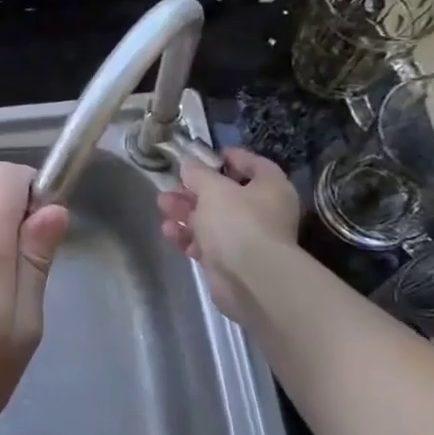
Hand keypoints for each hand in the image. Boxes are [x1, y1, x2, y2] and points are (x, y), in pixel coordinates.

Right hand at [156, 147, 300, 320]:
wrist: (250, 279)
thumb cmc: (238, 222)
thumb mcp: (213, 188)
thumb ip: (198, 173)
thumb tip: (189, 163)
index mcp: (271, 188)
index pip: (254, 164)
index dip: (231, 157)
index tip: (205, 155)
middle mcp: (263, 212)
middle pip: (225, 194)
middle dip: (194, 190)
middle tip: (171, 185)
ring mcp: (247, 239)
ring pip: (212, 219)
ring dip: (185, 212)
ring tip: (163, 206)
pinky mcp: (231, 262)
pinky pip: (206, 243)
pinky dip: (188, 236)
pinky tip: (170, 232)